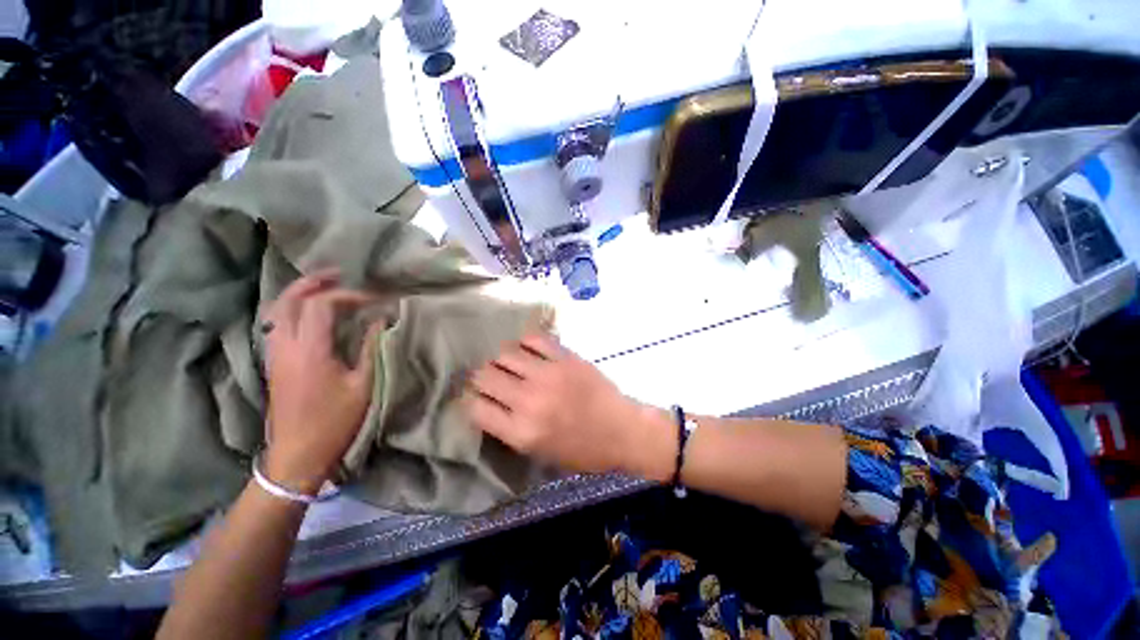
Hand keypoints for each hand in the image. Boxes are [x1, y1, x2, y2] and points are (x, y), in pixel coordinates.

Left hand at [261, 270, 384, 495]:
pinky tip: (309, 313)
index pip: (322, 306)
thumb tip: (380, 321)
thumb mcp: (363, 385)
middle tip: (338, 274)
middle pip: (289, 300)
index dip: (348, 295)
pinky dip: (291, 309)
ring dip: (298, 293)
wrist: (297, 454)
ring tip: (323, 287)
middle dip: (313, 282)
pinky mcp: (273, 363)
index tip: (374, 299)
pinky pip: (276, 324)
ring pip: (277, 310)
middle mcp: (285, 346)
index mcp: (310, 351)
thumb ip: (370, 348)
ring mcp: (275, 354)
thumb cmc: (335, 421)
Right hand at [465, 334, 672, 479]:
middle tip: (488, 378)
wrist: (622, 431)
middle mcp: (529, 400)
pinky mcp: (565, 357)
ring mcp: (548, 374)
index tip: (477, 398)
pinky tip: (527, 350)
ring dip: (501, 359)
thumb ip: (511, 430)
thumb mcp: (540, 454)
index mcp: (522, 432)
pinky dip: (525, 343)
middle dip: (480, 378)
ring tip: (507, 363)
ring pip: (505, 354)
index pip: (476, 408)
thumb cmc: (583, 450)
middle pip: (485, 376)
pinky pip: (534, 340)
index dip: (471, 402)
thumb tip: (489, 405)